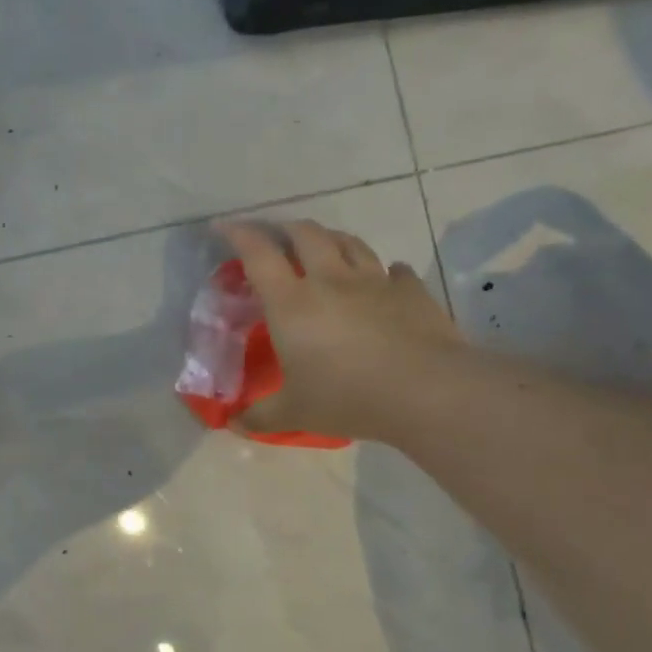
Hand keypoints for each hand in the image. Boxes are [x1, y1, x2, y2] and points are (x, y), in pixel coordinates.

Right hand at [218, 220, 463, 441]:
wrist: (428, 392)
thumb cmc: (347, 397)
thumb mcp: (294, 413)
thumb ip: (261, 416)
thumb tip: (234, 425)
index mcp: (292, 303)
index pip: (258, 255)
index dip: (238, 234)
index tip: (224, 226)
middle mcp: (330, 281)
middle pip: (306, 235)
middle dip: (285, 229)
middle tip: (274, 235)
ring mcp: (375, 282)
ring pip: (348, 243)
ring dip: (329, 238)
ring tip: (321, 244)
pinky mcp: (412, 292)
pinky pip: (394, 271)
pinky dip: (383, 270)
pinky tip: (384, 277)